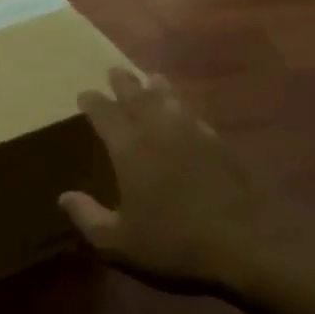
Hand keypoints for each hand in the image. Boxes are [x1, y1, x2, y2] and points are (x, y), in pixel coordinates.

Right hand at [61, 68, 314, 297]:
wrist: (250, 242)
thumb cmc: (175, 243)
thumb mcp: (119, 242)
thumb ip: (88, 217)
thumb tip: (64, 197)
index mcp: (130, 149)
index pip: (106, 115)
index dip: (93, 102)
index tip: (84, 93)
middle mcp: (161, 132)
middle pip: (140, 97)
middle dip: (125, 83)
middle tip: (116, 70)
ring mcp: (196, 136)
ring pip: (172, 102)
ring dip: (159, 88)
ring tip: (153, 78)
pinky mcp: (224, 147)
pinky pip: (197, 119)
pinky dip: (186, 111)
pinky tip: (188, 115)